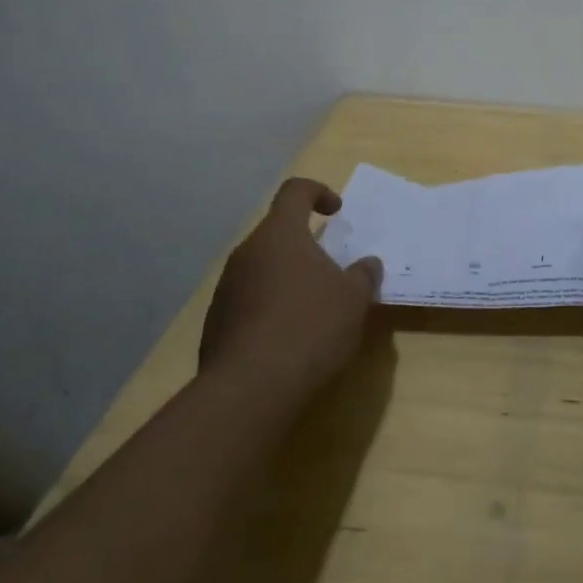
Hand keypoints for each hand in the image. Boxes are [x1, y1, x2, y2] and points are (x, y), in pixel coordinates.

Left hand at [199, 178, 381, 391]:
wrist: (249, 391)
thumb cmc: (310, 327)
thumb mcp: (354, 299)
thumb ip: (363, 274)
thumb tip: (367, 264)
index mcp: (280, 234)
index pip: (295, 191)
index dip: (318, 192)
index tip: (336, 212)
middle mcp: (247, 253)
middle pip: (277, 232)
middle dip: (305, 244)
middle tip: (331, 269)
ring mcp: (226, 289)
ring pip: (262, 268)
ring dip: (287, 278)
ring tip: (313, 308)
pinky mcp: (215, 324)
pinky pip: (249, 301)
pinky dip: (270, 308)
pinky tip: (290, 339)